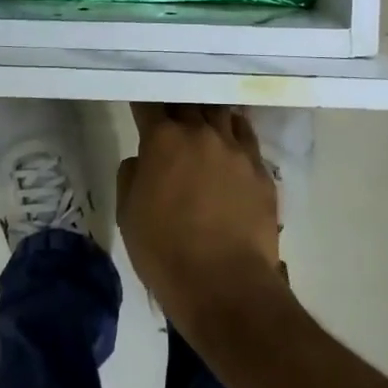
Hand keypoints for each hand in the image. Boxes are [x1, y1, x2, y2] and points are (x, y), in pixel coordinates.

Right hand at [118, 105, 282, 337]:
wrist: (225, 284)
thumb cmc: (165, 251)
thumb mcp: (128, 215)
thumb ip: (131, 176)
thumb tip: (142, 160)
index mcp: (163, 140)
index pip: (149, 105)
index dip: (143, 102)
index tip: (140, 104)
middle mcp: (200, 133)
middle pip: (187, 103)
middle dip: (176, 105)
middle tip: (171, 113)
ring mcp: (235, 149)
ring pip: (220, 113)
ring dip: (208, 113)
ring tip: (203, 117)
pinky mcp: (260, 169)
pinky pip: (246, 136)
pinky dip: (235, 131)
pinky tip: (232, 135)